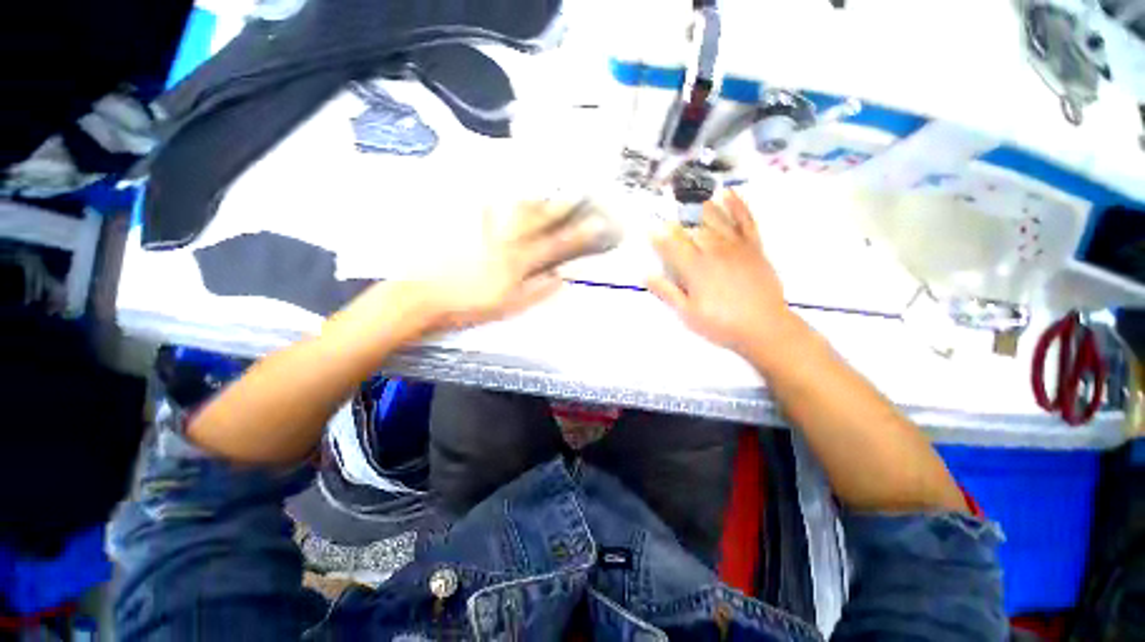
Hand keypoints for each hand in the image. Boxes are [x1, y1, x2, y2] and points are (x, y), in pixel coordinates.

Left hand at [417, 199, 614, 332]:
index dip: (578, 235)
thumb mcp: (510, 305)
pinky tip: (504, 191)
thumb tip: (560, 277)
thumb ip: (538, 290)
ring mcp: (485, 229)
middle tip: (576, 193)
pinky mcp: (466, 225)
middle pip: (538, 219)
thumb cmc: (471, 304)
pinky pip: (485, 206)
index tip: (596, 224)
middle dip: (559, 206)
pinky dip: (498, 197)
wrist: (425, 295)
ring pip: (514, 209)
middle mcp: (505, 240)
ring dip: (534, 197)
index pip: (555, 244)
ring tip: (548, 188)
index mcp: (519, 261)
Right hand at [648, 190, 794, 356]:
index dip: (659, 237)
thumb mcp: (688, 314)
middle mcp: (713, 252)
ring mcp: (736, 247)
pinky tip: (729, 194)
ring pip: (716, 221)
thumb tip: (646, 275)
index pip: (672, 247)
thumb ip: (667, 292)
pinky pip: (745, 221)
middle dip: (677, 222)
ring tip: (691, 199)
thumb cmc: (722, 323)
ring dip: (701, 208)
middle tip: (666, 211)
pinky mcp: (754, 248)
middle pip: (691, 231)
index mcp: (695, 269)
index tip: (650, 228)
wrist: (764, 327)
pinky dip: (737, 206)